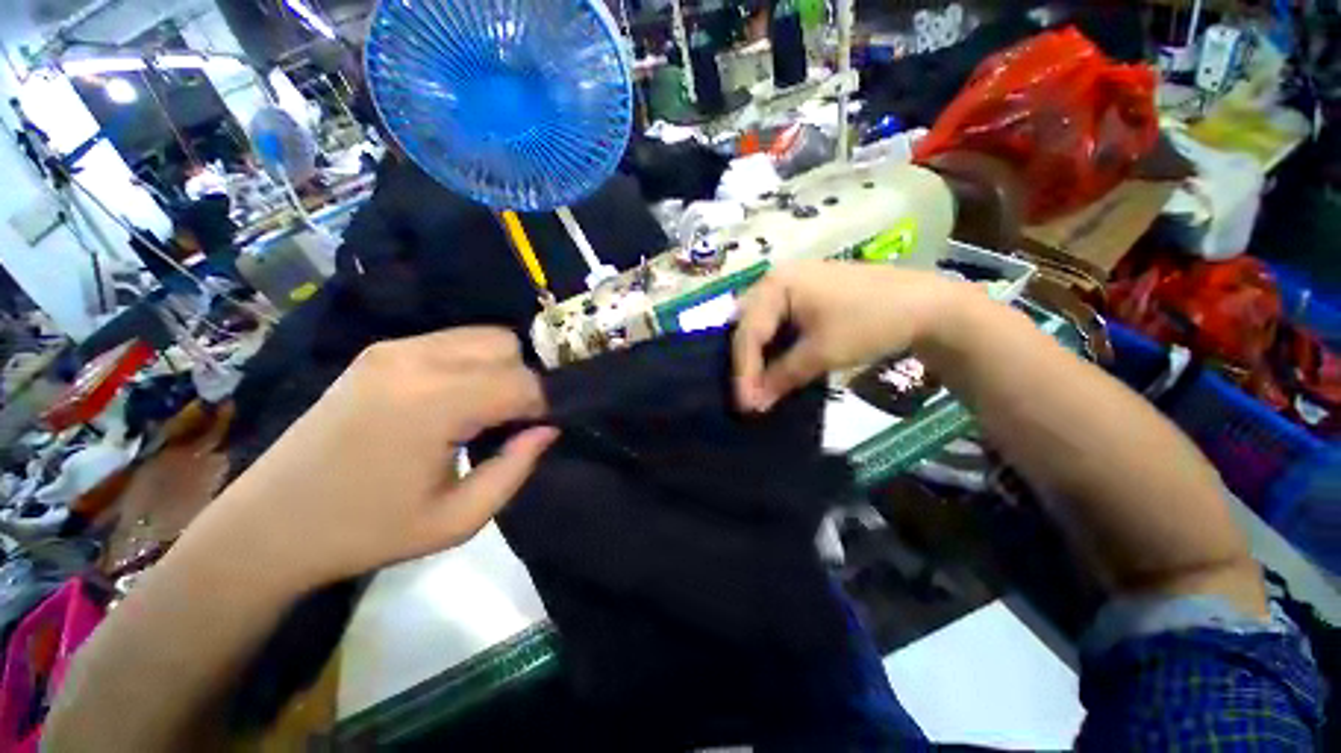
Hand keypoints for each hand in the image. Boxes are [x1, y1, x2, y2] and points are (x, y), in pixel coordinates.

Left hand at [179, 328, 556, 593]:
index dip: (544, 406)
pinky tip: (457, 398)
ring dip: (500, 368)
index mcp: (432, 403)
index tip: (539, 432)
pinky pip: (453, 341)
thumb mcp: (458, 519)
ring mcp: (393, 348)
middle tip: (512, 421)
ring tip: (486, 410)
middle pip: (507, 346)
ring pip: (484, 336)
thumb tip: (548, 428)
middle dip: (524, 381)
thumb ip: (516, 468)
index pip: (522, 382)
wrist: (269, 525)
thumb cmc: (367, 532)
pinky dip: (473, 363)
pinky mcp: (380, 351)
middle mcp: (415, 359)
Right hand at [733, 261, 963, 411]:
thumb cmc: (870, 322)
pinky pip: (776, 321)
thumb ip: (782, 377)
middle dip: (745, 361)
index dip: (743, 371)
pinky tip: (774, 363)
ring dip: (757, 354)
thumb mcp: (822, 353)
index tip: (744, 405)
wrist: (926, 305)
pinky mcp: (804, 293)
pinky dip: (773, 345)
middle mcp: (777, 278)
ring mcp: (791, 283)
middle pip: (748, 325)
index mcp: (776, 284)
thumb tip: (753, 404)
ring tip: (755, 382)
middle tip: (746, 393)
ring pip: (760, 324)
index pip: (748, 332)